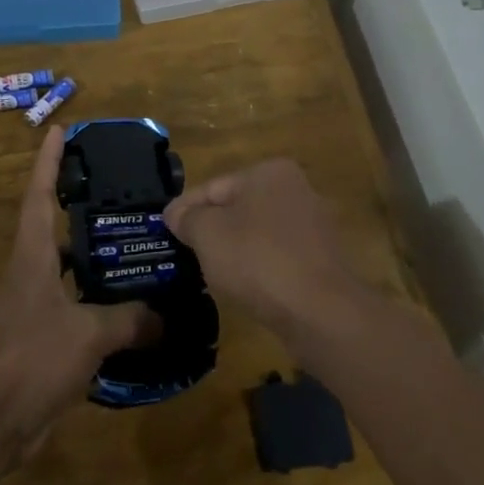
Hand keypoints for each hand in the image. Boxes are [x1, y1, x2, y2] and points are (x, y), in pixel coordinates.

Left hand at [0, 126, 157, 455]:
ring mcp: (34, 307)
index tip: (58, 130)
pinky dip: (100, 302)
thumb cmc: (31, 359)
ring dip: (95, 256)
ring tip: (136, 245)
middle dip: (79, 205)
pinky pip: (77, 307)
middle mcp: (30, 274)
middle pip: (53, 227)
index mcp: (32, 257)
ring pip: (68, 269)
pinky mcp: (42, 339)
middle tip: (120, 191)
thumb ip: (130, 319)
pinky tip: (131, 308)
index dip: (47, 162)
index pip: (38, 195)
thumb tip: (166, 315)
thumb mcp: (88, 334)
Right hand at [163, 158, 363, 333]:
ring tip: (208, 273)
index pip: (213, 187)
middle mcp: (295, 190)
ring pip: (256, 234)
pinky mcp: (320, 260)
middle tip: (183, 252)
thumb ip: (187, 218)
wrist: (320, 312)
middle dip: (210, 230)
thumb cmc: (257, 259)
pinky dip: (257, 269)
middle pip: (236, 208)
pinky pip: (276, 257)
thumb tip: (176, 214)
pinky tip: (244, 288)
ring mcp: (312, 226)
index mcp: (269, 172)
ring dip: (233, 250)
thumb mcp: (207, 233)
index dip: (184, 209)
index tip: (163, 230)